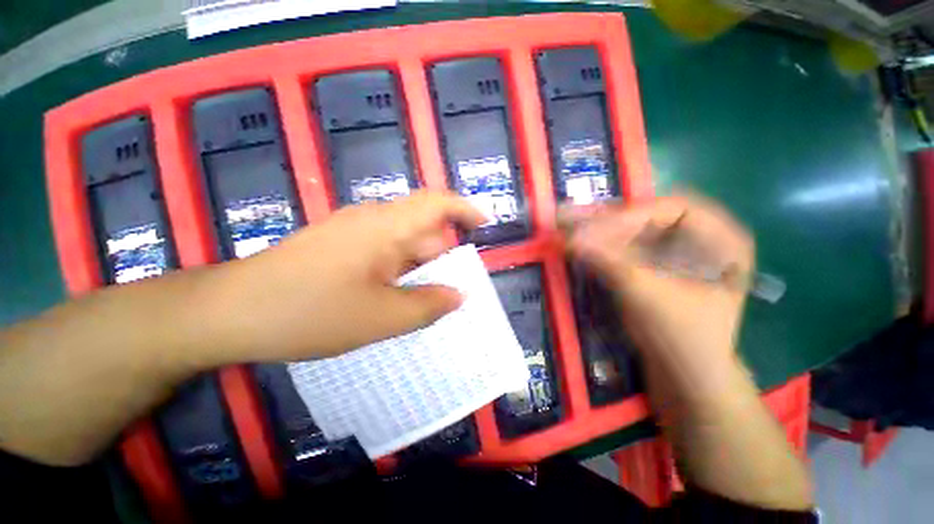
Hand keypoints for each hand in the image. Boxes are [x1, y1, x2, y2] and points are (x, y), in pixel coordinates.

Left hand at [200, 191, 485, 363]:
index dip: (466, 209)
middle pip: (423, 229)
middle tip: (453, 291)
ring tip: (427, 302)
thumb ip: (428, 305)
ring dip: (421, 269)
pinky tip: (396, 298)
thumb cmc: (310, 312)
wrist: (231, 312)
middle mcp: (372, 221)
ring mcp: (353, 232)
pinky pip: (384, 253)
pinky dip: (400, 273)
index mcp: (386, 226)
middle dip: (444, 256)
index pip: (437, 203)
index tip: (486, 226)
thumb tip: (460, 295)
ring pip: (404, 244)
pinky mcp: (340, 246)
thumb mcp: (381, 317)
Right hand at [565, 195, 754, 380]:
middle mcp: (702, 238)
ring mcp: (678, 251)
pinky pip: (627, 246)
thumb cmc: (680, 336)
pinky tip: (581, 244)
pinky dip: (603, 245)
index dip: (630, 216)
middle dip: (609, 220)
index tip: (592, 228)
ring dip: (600, 230)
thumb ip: (609, 261)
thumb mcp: (646, 294)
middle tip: (571, 218)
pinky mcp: (657, 265)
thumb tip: (569, 237)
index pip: (672, 209)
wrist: (685, 373)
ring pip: (634, 231)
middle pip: (649, 218)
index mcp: (722, 239)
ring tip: (568, 226)